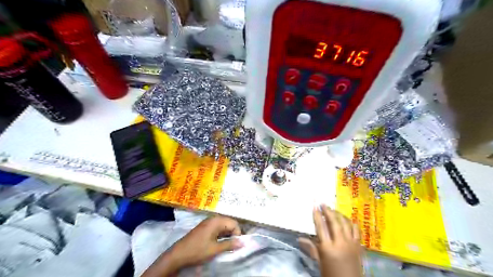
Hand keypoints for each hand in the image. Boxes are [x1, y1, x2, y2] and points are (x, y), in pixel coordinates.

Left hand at [143, 216, 241, 276]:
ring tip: (226, 246)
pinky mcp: (205, 227)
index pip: (234, 223)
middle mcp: (214, 218)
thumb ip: (230, 244)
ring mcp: (209, 222)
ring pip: (224, 226)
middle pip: (230, 223)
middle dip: (233, 234)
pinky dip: (221, 235)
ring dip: (227, 235)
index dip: (238, 234)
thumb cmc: (198, 250)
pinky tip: (219, 243)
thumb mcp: (215, 249)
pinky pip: (218, 228)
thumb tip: (243, 243)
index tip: (236, 245)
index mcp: (217, 221)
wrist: (178, 254)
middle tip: (232, 246)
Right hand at [296, 204, 361, 276]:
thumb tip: (299, 238)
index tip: (314, 207)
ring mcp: (351, 243)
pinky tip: (346, 219)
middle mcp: (340, 242)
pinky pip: (356, 230)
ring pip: (345, 223)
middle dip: (328, 211)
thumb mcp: (319, 261)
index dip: (317, 216)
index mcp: (328, 247)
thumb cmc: (331, 273)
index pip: (321, 227)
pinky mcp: (358, 245)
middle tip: (323, 204)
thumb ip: (311, 248)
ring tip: (333, 209)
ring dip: (338, 214)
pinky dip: (351, 222)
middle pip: (334, 222)